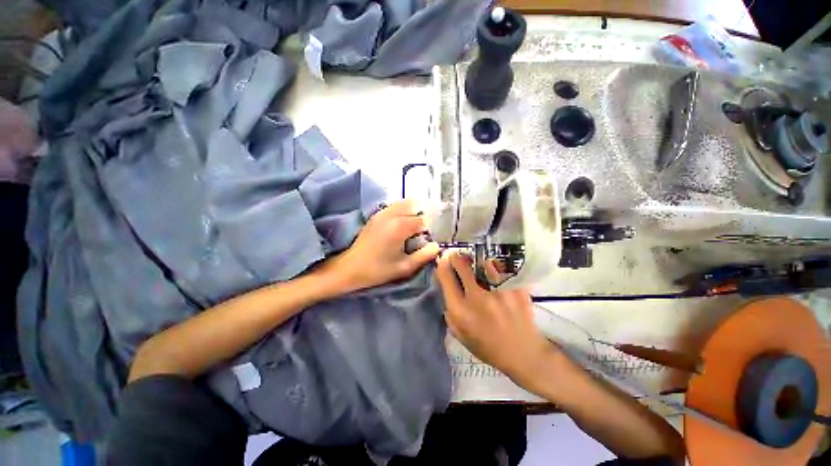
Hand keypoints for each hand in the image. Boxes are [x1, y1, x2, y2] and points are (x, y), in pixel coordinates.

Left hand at [326, 199, 440, 291]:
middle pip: (414, 206)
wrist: (350, 268)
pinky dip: (401, 212)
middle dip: (420, 217)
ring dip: (411, 212)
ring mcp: (382, 213)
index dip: (427, 231)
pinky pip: (393, 207)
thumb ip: (424, 255)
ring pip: (403, 203)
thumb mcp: (405, 267)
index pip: (423, 220)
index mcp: (400, 226)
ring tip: (411, 229)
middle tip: (419, 233)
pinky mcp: (375, 215)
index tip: (425, 241)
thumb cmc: (378, 270)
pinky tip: (400, 226)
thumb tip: (436, 245)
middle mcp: (392, 214)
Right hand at [436, 251, 556, 389]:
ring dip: (476, 260)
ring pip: (482, 261)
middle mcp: (478, 297)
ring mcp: (499, 291)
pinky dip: (495, 266)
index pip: (445, 275)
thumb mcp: (460, 334)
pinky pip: (502, 267)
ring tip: (477, 263)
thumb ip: (448, 310)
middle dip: (456, 257)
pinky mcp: (516, 288)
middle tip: (458, 257)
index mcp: (460, 310)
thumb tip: (444, 285)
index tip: (444, 261)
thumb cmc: (488, 347)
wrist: (524, 354)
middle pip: (461, 263)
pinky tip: (495, 271)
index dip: (442, 264)